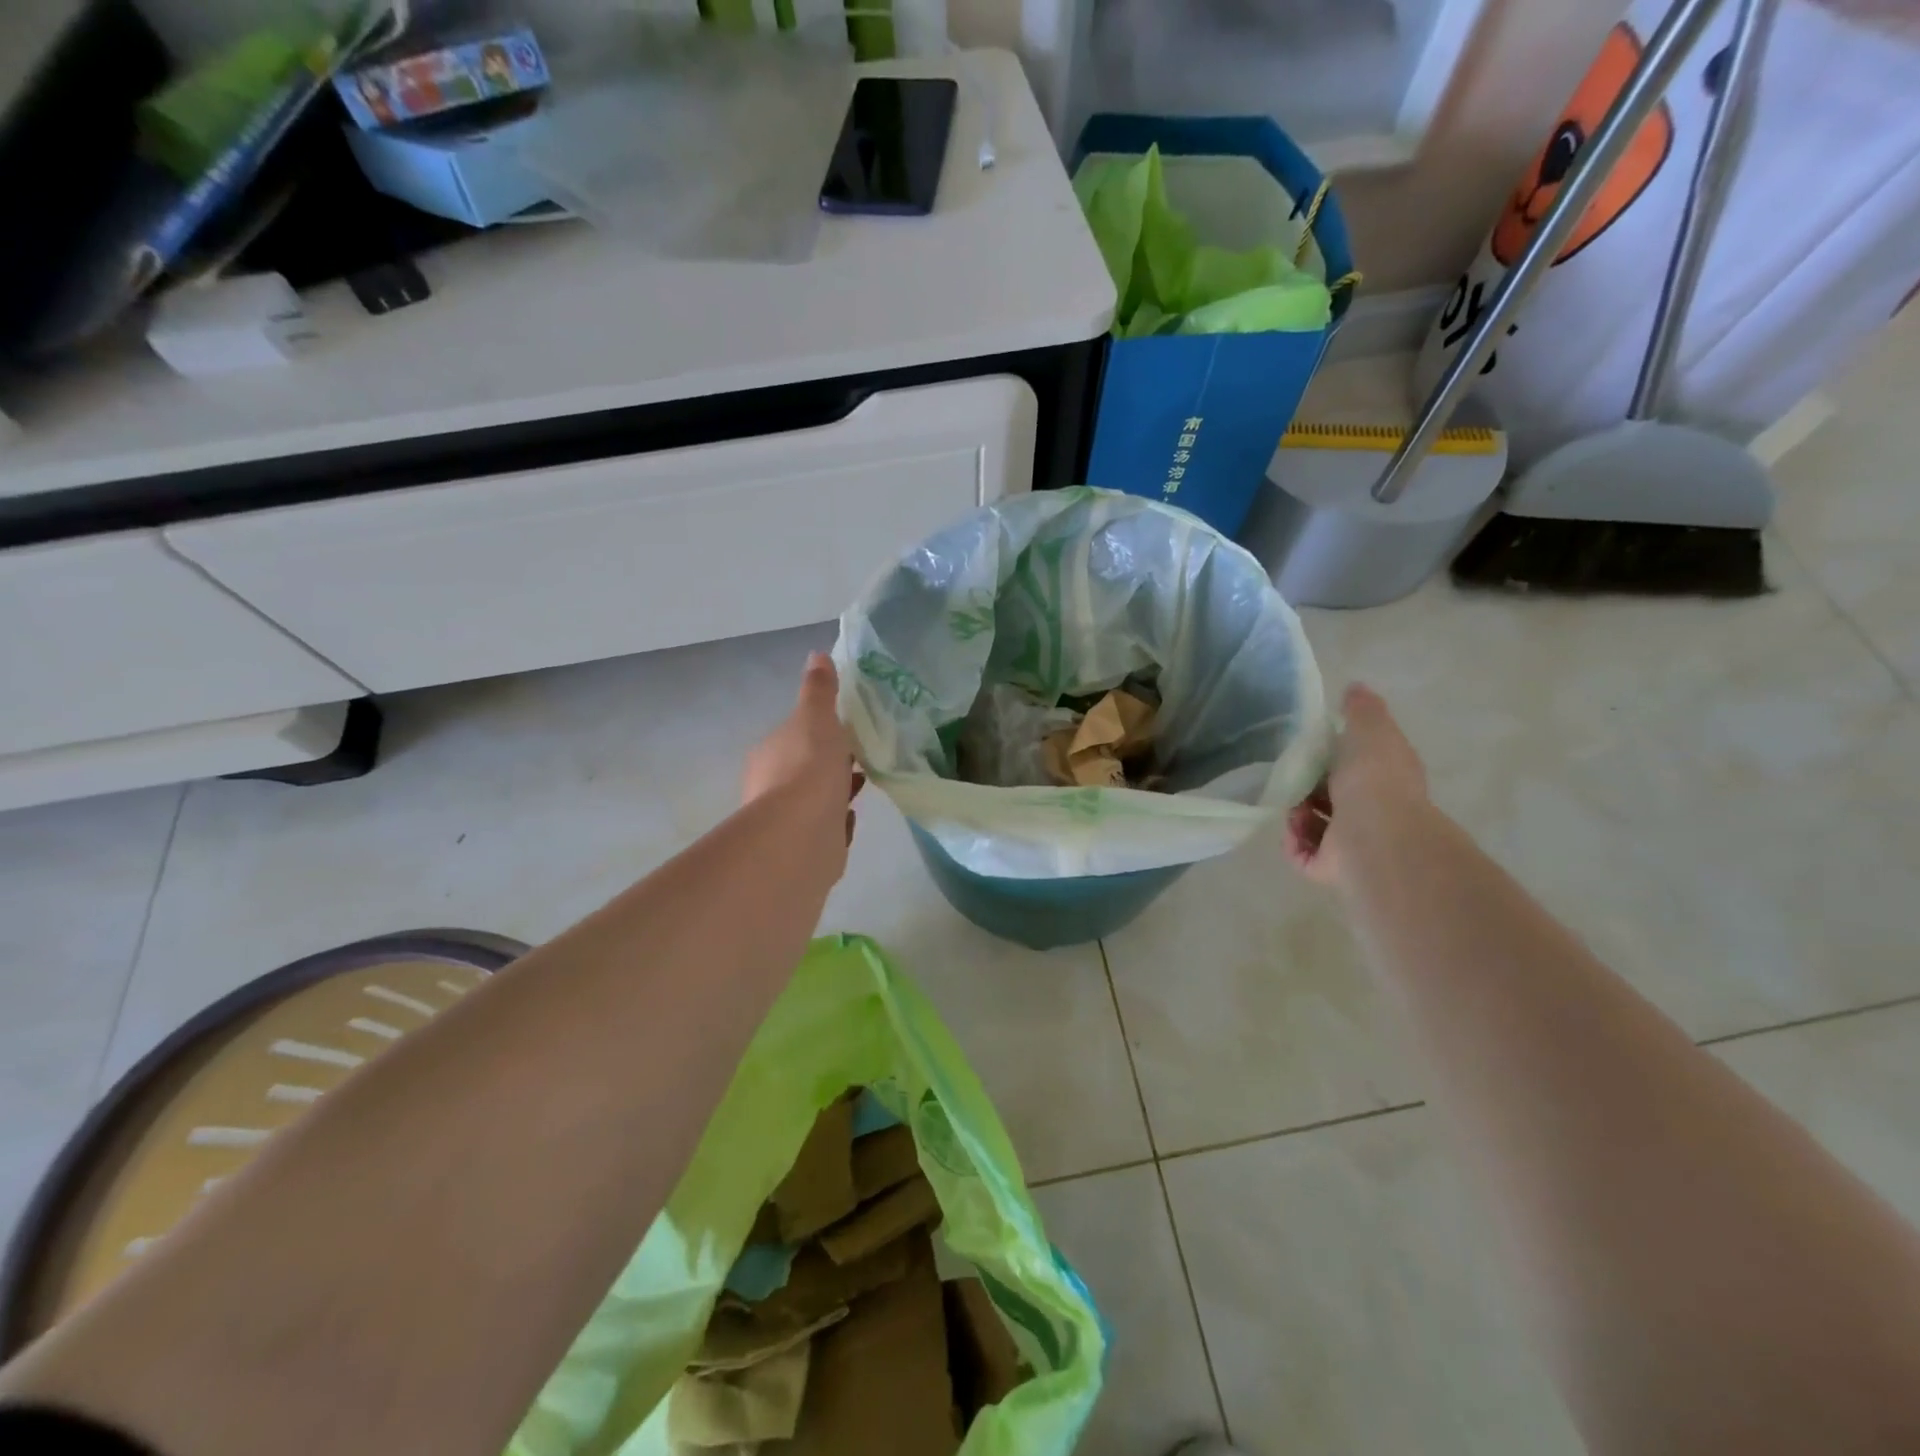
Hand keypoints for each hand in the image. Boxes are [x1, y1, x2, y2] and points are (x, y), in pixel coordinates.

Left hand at [743, 653, 863, 862]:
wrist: (801, 834)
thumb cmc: (808, 768)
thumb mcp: (817, 718)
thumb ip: (819, 690)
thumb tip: (817, 654)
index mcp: (770, 753)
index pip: (794, 737)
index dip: (819, 733)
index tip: (846, 732)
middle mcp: (770, 787)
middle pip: (804, 769)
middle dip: (829, 765)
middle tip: (860, 759)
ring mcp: (785, 821)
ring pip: (815, 800)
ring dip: (835, 793)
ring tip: (863, 786)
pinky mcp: (803, 849)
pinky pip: (824, 830)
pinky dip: (836, 822)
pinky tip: (850, 819)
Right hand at [1286, 684, 1427, 887]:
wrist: (1375, 836)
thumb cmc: (1374, 778)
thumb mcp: (1370, 729)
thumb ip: (1361, 709)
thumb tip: (1355, 688)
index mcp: (1386, 780)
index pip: (1359, 766)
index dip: (1335, 756)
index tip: (1312, 747)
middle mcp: (1374, 813)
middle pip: (1333, 797)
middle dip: (1308, 787)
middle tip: (1291, 776)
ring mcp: (1353, 844)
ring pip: (1316, 826)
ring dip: (1297, 814)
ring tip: (1290, 806)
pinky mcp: (1331, 868)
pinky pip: (1303, 854)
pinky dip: (1293, 841)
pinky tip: (1292, 828)